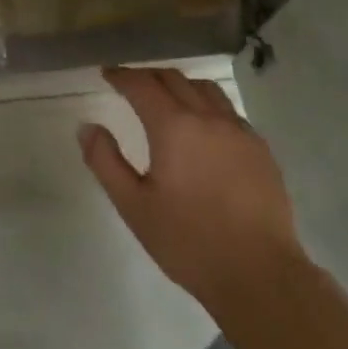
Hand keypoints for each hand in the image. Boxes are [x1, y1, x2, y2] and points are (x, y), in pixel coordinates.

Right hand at [80, 66, 302, 311]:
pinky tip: (203, 127)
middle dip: (148, 76)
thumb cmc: (188, 241)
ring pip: (206, 89)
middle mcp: (209, 118)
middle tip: (130, 84)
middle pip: (174, 79)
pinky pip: (229, 111)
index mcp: (174, 127)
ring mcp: (240, 131)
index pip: (142, 85)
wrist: (259, 275)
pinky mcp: (260, 149)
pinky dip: (207, 105)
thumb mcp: (133, 205)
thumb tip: (87, 127)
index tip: (107, 73)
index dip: (121, 75)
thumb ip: (105, 161)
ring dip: (180, 84)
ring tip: (166, 98)